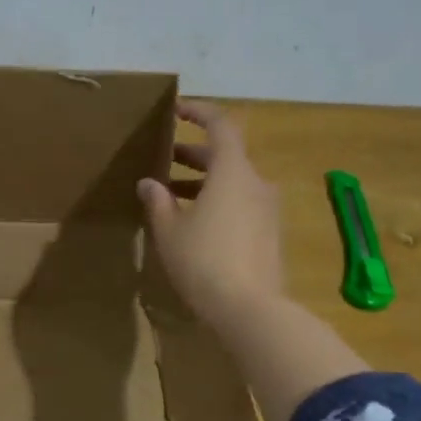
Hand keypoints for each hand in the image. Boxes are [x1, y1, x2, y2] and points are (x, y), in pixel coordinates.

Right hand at [138, 100, 284, 333]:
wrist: (251, 310)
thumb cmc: (203, 261)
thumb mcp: (170, 230)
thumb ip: (158, 201)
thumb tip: (149, 183)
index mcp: (233, 172)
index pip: (221, 125)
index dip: (199, 112)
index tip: (176, 110)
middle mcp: (256, 183)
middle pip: (226, 156)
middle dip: (193, 154)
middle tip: (163, 160)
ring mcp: (268, 210)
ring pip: (233, 182)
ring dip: (204, 182)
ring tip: (172, 195)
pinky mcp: (270, 234)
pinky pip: (242, 204)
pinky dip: (218, 202)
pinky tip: (195, 223)